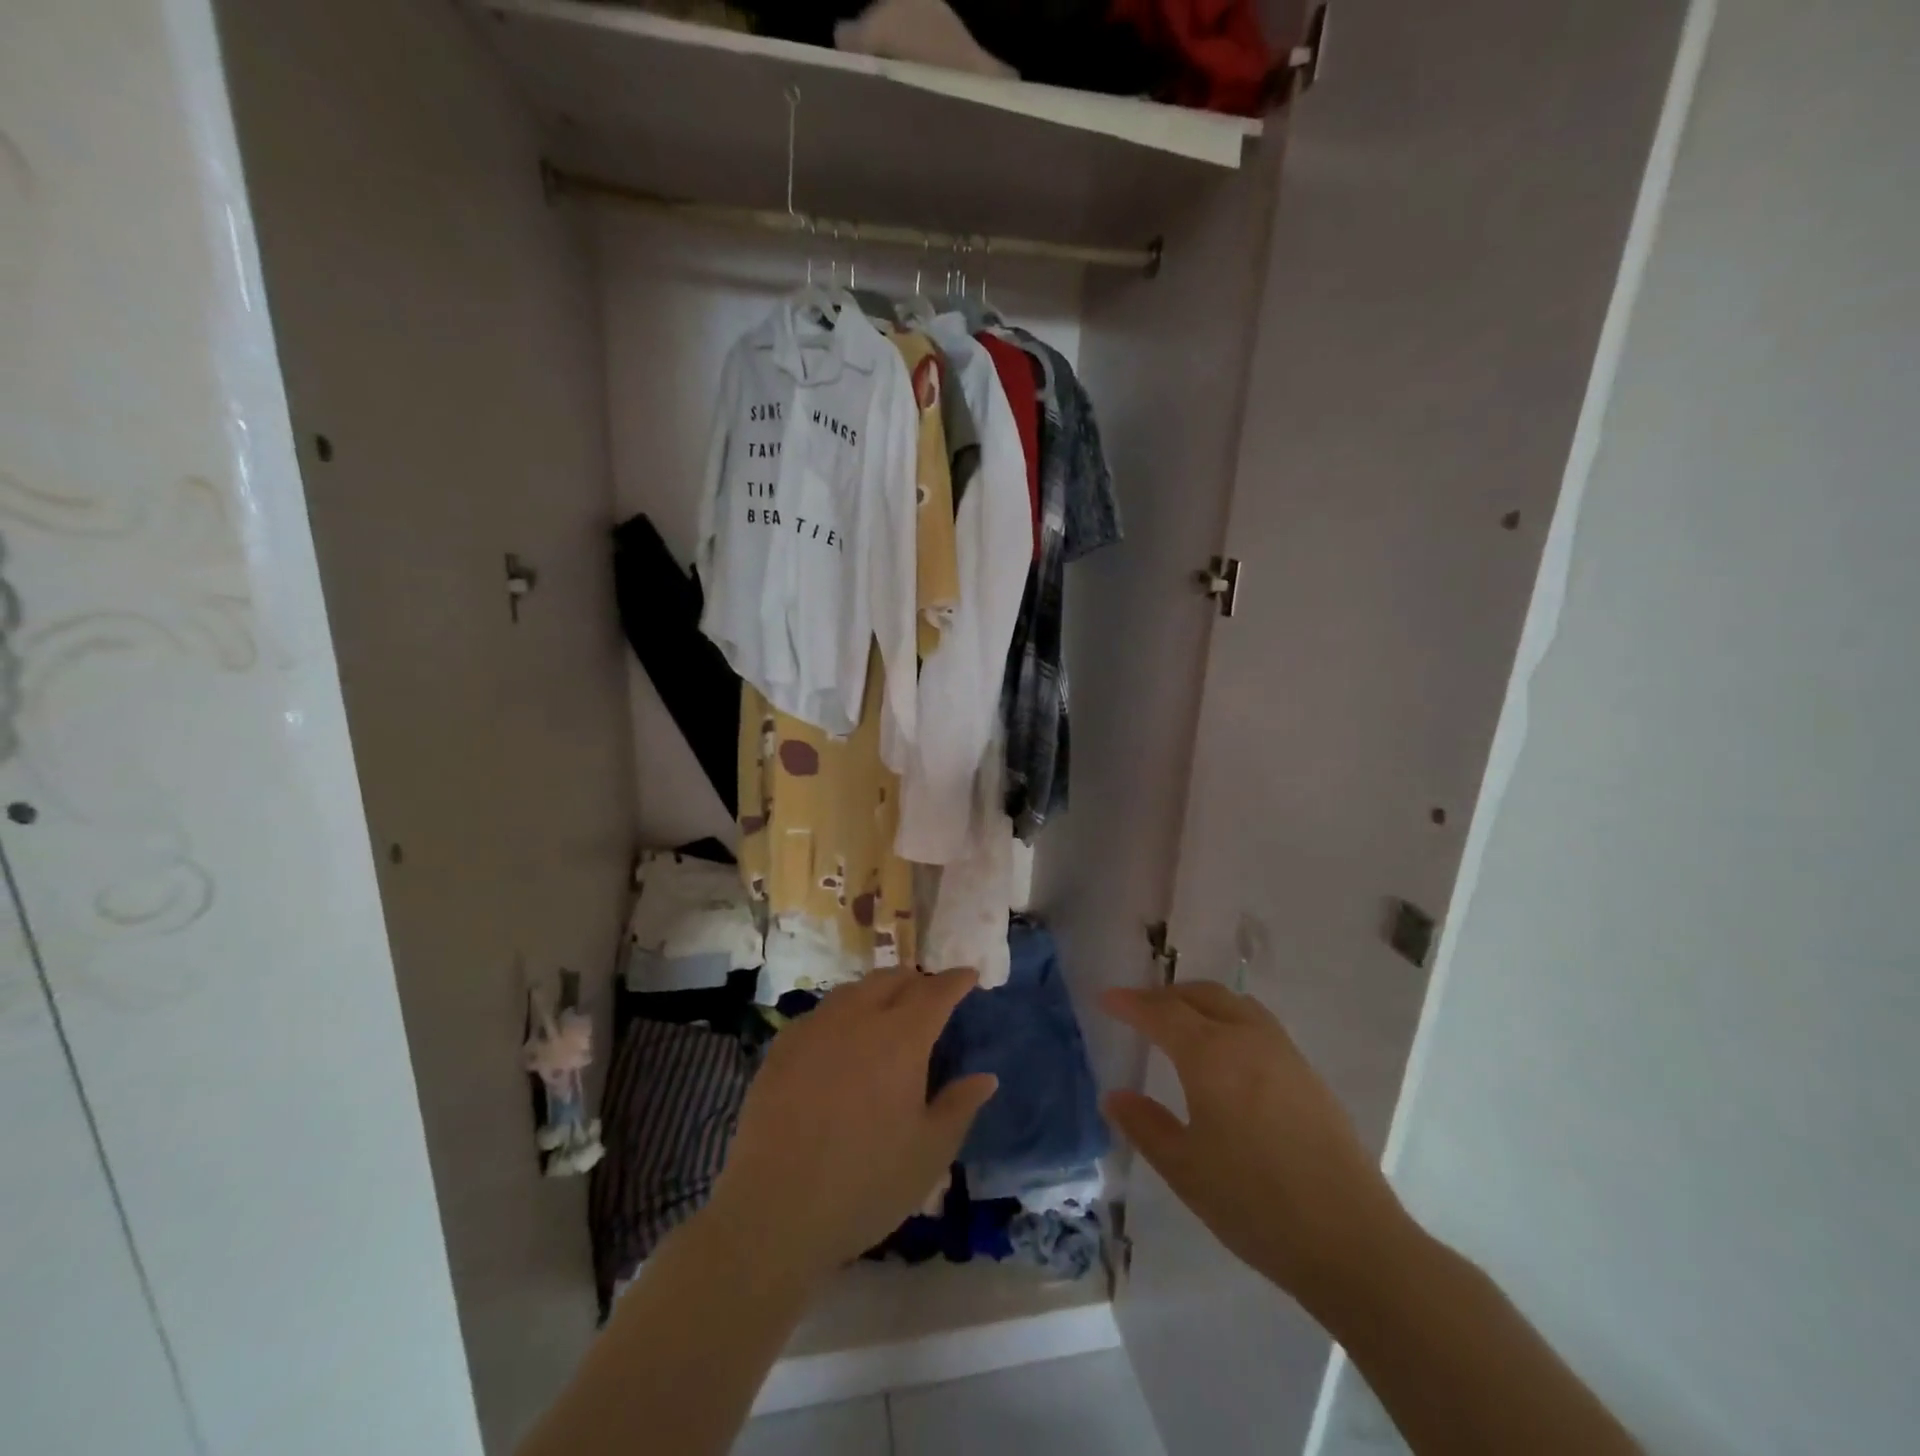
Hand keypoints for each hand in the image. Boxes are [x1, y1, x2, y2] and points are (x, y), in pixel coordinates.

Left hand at [708, 967, 997, 1280]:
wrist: (774, 1211)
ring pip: (854, 990)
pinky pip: (821, 1012)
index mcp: (901, 1038)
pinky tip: (841, 1037)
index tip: (969, 975)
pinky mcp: (782, 1046)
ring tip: (887, 1010)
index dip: (956, 980)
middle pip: (892, 979)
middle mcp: (858, 1018)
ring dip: (878, 991)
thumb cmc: (865, 1184)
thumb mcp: (929, 1153)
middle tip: (930, 996)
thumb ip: (959, 1107)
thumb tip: (986, 1077)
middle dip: (917, 980)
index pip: (936, 992)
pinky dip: (843, 1012)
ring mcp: (815, 1028)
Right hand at [1100, 982, 1411, 1311]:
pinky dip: (1229, 1019)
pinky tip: (1226, 1053)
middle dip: (1165, 995)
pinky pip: (1258, 1023)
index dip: (1130, 1003)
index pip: (1161, 1012)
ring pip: (1234, 1004)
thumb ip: (1145, 1126)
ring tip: (1181, 1024)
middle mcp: (1247, 1038)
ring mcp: (1283, 1052)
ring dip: (1200, 1002)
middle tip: (1139, 1010)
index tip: (1106, 999)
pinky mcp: (1307, 1074)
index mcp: (1211, 1055)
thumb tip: (1114, 1096)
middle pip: (1200, 995)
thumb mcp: (1185, 1170)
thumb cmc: (1255, 1204)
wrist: (1351, 1242)